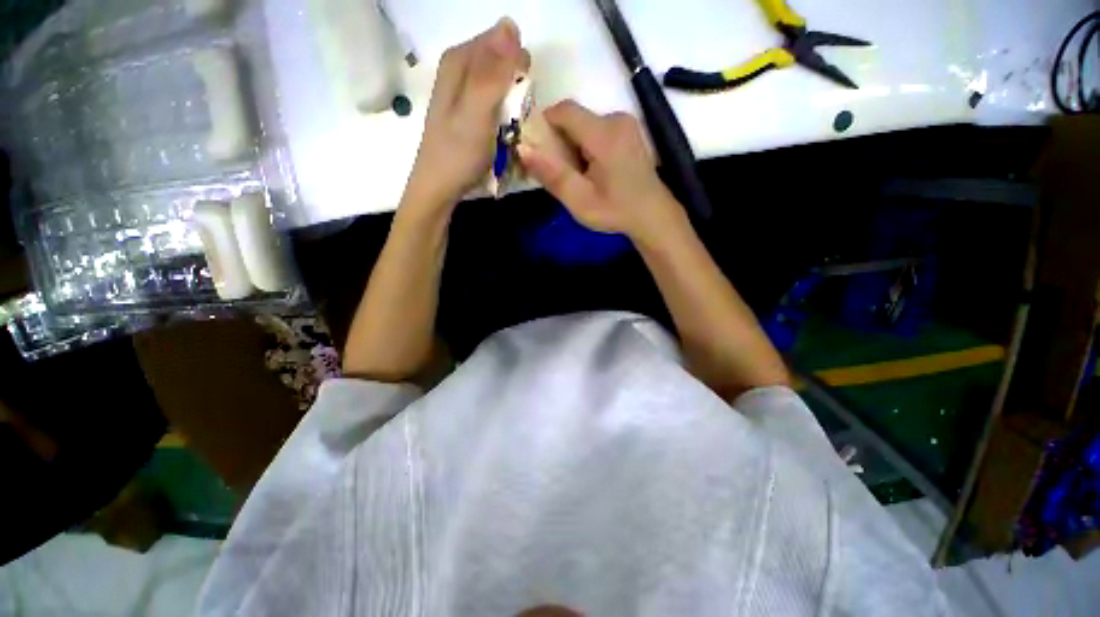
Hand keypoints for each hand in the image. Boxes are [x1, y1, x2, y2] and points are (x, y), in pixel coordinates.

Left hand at [403, 18, 530, 212]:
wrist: (440, 188)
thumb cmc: (458, 153)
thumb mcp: (477, 111)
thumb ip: (493, 72)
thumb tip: (510, 23)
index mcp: (459, 61)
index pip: (502, 42)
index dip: (519, 69)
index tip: (523, 99)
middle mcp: (460, 71)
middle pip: (503, 66)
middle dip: (517, 91)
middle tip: (515, 121)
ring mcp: (465, 95)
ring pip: (502, 89)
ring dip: (514, 110)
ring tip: (511, 133)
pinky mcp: (470, 115)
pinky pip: (497, 108)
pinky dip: (505, 120)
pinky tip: (504, 138)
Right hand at [517, 100, 685, 244]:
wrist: (652, 215)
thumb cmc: (616, 211)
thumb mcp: (579, 200)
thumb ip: (552, 174)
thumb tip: (523, 148)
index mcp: (604, 133)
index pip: (564, 110)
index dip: (543, 124)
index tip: (536, 149)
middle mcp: (616, 119)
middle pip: (574, 118)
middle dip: (559, 141)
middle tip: (557, 172)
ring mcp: (626, 124)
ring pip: (585, 125)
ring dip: (572, 145)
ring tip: (576, 176)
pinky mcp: (629, 132)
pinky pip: (598, 130)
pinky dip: (586, 146)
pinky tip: (591, 171)